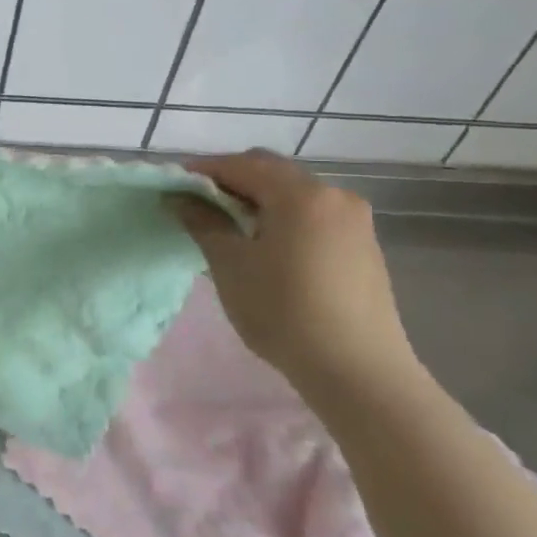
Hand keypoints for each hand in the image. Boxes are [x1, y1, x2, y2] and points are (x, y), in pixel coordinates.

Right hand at [169, 150, 421, 389]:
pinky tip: (266, 248)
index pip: (241, 165)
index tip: (173, 186)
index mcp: (300, 194)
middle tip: (197, 206)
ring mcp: (355, 221)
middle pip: (272, 172)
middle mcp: (334, 195)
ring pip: (294, 194)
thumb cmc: (283, 312)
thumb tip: (180, 197)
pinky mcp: (363, 246)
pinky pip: (313, 216)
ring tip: (229, 228)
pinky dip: (283, 218)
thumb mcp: (230, 265)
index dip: (202, 171)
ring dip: (258, 200)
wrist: (358, 371)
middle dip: (231, 182)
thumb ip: (203, 222)